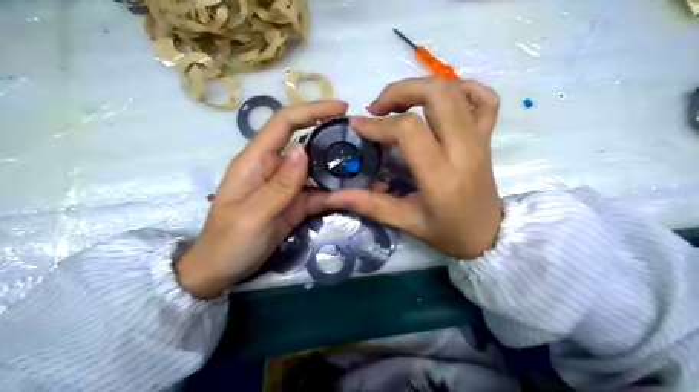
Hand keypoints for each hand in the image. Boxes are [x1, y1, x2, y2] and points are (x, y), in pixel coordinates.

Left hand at [176, 99, 347, 296]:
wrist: (221, 270)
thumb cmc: (229, 241)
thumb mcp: (254, 214)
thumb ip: (279, 184)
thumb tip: (302, 148)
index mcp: (256, 160)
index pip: (284, 123)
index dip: (312, 110)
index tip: (342, 107)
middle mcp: (273, 167)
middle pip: (305, 143)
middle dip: (332, 138)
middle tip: (363, 141)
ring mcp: (285, 187)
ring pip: (316, 169)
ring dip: (338, 169)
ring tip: (366, 168)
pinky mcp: (294, 204)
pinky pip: (317, 193)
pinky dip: (334, 194)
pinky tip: (353, 195)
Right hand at [325, 76, 499, 258]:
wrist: (489, 236)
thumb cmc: (448, 232)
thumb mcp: (406, 222)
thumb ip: (370, 205)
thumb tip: (334, 195)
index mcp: (441, 174)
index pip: (408, 129)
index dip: (378, 124)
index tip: (357, 125)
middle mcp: (463, 149)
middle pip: (436, 93)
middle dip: (400, 91)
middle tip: (379, 108)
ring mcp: (479, 139)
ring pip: (455, 90)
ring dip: (422, 87)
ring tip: (401, 104)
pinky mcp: (487, 136)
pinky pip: (485, 98)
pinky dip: (463, 88)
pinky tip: (443, 100)